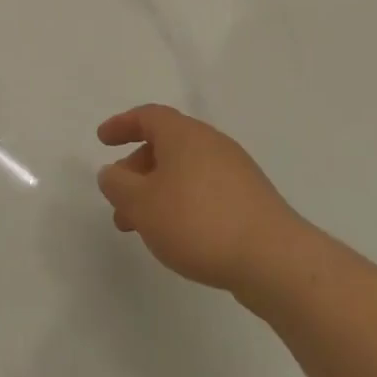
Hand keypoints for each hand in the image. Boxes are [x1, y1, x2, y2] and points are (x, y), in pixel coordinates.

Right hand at [96, 105, 301, 292]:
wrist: (274, 260)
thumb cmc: (198, 222)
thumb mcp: (141, 204)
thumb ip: (118, 185)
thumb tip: (111, 173)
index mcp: (185, 135)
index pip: (148, 116)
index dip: (122, 125)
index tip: (102, 140)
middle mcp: (212, 144)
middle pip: (166, 146)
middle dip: (136, 170)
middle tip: (118, 198)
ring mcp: (236, 172)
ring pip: (184, 173)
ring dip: (157, 192)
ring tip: (141, 228)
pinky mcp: (250, 201)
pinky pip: (204, 191)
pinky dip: (181, 204)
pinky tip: (176, 235)